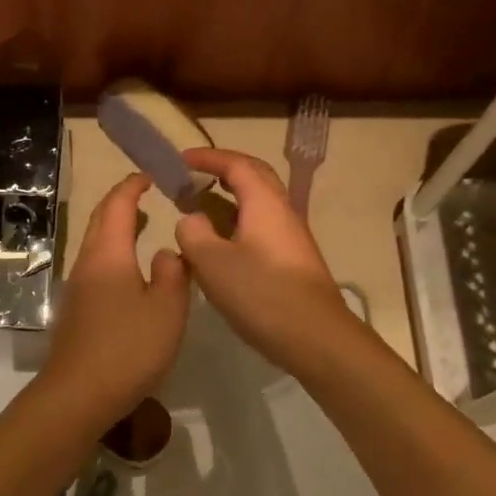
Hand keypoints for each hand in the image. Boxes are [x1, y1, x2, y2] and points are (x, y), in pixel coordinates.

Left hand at [43, 174, 190, 419]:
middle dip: (121, 202)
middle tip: (147, 194)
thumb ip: (173, 274)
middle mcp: (87, 263)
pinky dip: (114, 252)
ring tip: (142, 225)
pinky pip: (96, 265)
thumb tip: (166, 252)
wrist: (78, 394)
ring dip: (116, 228)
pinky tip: (131, 270)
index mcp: (108, 254)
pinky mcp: (76, 310)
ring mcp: (77, 287)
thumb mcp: (167, 309)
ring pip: (96, 244)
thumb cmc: (128, 348)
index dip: (133, 186)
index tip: (151, 175)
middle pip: (100, 220)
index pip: (117, 205)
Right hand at [175, 149, 360, 374]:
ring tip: (199, 209)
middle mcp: (282, 212)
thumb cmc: (261, 293)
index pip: (236, 164)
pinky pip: (260, 227)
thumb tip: (192, 219)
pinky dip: (235, 223)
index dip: (207, 157)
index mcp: (264, 203)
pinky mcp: (291, 261)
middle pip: (254, 177)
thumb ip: (193, 233)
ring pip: (258, 204)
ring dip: (229, 199)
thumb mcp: (212, 261)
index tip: (179, 159)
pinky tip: (219, 246)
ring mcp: (291, 237)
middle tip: (192, 177)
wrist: (315, 337)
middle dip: (223, 170)